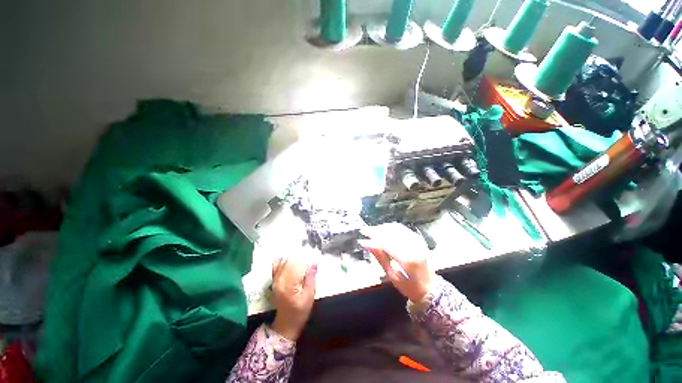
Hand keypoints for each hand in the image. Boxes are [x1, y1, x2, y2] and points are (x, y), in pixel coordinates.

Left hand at [271, 255, 317, 340]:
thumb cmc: (300, 311)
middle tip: (309, 250)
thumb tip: (313, 263)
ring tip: (301, 252)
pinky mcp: (274, 280)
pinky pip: (276, 266)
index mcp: (289, 285)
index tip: (313, 252)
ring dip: (292, 256)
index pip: (296, 264)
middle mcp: (280, 280)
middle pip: (289, 261)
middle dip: (299, 254)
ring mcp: (275, 280)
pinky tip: (290, 257)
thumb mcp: (309, 297)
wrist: (286, 323)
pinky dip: (283, 259)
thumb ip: (311, 279)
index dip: (305, 257)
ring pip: (283, 261)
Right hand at [359, 223, 434, 302]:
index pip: (386, 241)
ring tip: (374, 231)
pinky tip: (384, 232)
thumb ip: (379, 256)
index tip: (363, 233)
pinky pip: (402, 229)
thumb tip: (365, 243)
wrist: (429, 288)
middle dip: (377, 230)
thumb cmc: (408, 286)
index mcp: (407, 258)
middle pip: (391, 232)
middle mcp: (413, 246)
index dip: (373, 235)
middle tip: (366, 231)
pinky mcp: (418, 239)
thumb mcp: (391, 275)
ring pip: (396, 228)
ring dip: (383, 228)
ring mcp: (417, 241)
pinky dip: (391, 228)